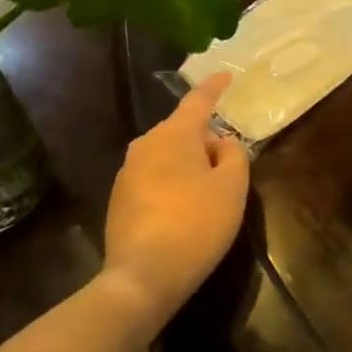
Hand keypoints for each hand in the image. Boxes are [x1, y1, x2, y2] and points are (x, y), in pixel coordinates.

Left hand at [100, 73, 249, 325]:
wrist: (143, 276)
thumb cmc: (197, 224)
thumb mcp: (232, 187)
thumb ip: (233, 155)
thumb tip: (220, 143)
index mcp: (174, 135)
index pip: (198, 101)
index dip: (214, 87)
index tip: (226, 75)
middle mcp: (145, 145)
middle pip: (183, 132)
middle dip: (205, 142)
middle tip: (227, 169)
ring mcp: (127, 173)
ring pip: (167, 156)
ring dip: (188, 166)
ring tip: (207, 196)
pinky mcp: (119, 200)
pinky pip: (153, 179)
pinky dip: (172, 186)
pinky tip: (184, 214)